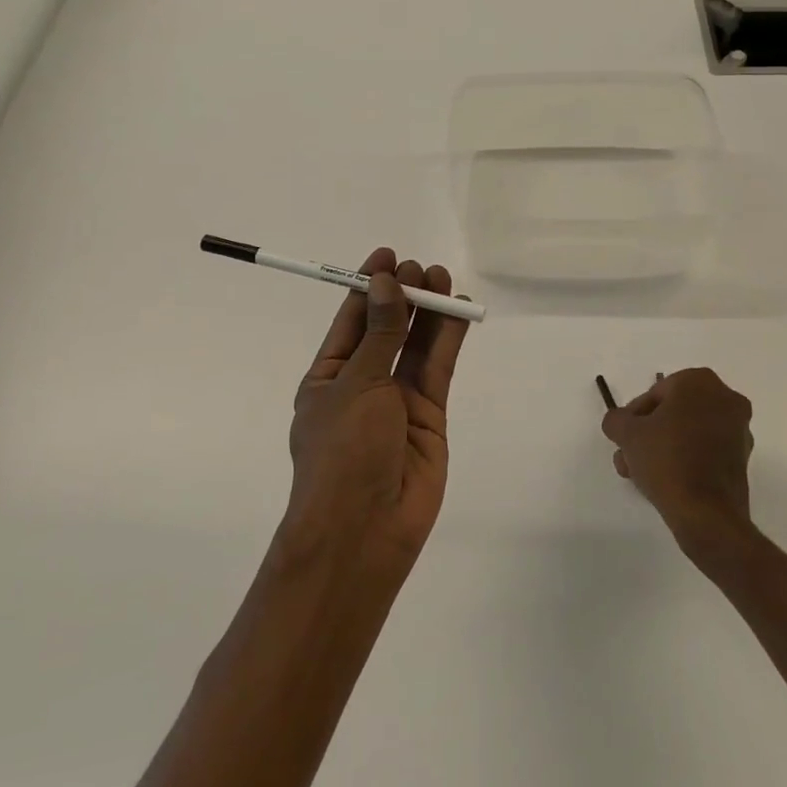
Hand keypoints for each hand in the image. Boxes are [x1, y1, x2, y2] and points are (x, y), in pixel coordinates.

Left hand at [284, 247, 469, 574]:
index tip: (387, 256)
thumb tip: (386, 284)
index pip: (351, 321)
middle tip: (421, 268)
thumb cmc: (342, 452)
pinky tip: (457, 311)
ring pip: (416, 345)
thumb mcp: (356, 385)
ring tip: (442, 279)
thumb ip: (380, 334)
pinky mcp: (430, 415)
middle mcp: (363, 384)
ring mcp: (397, 401)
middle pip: (387, 329)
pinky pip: (438, 369)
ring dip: (428, 312)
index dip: (369, 287)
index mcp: (329, 377)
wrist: (364, 530)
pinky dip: (448, 340)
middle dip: (402, 296)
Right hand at [603, 368, 755, 553]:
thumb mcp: (626, 433)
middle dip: (648, 434)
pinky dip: (686, 460)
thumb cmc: (666, 459)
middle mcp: (725, 398)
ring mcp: (738, 430)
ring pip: (689, 432)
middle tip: (629, 455)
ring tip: (640, 474)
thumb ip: (616, 419)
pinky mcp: (743, 459)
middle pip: (674, 412)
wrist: (706, 512)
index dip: (634, 415)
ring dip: (663, 448)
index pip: (656, 393)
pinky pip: (705, 451)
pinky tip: (664, 481)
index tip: (624, 437)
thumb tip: (619, 422)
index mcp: (699, 382)